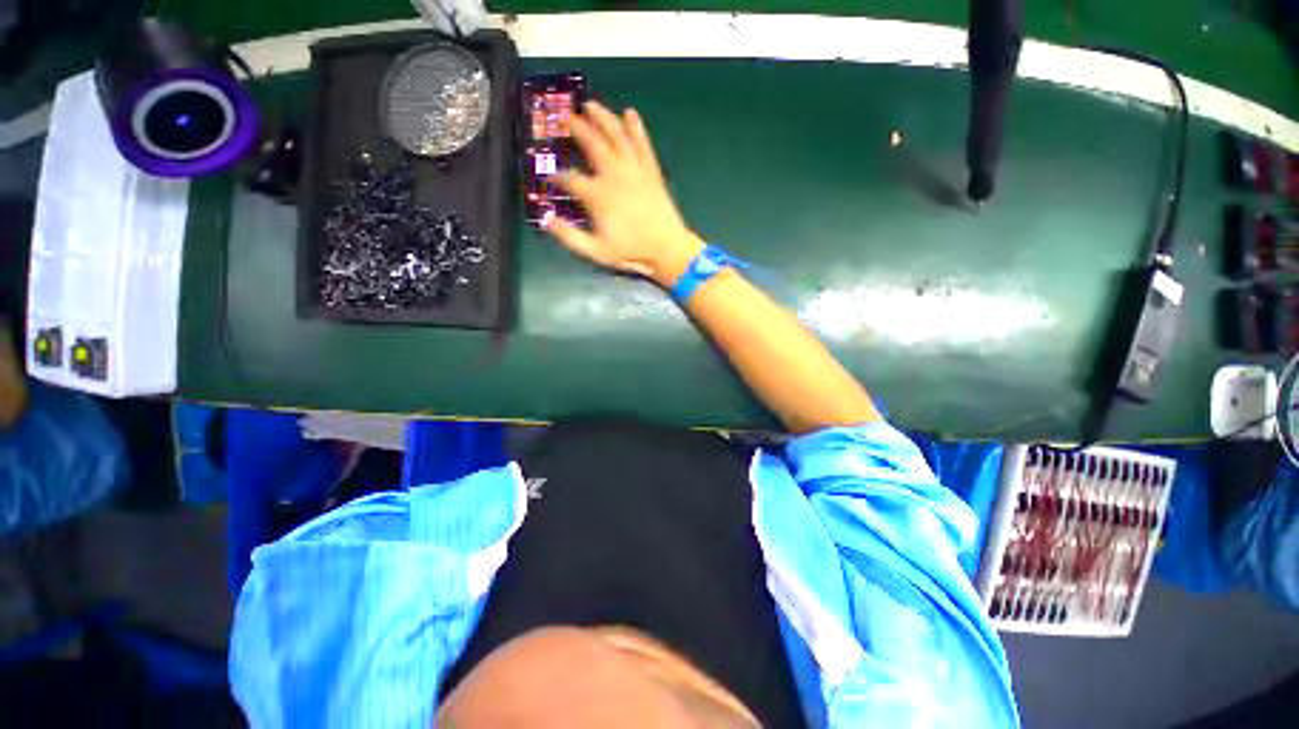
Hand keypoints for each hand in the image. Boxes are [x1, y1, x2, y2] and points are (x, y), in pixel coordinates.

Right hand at [545, 102, 703, 287]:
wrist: (667, 249)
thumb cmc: (632, 252)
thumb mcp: (596, 251)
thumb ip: (570, 237)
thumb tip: (546, 220)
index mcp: (598, 195)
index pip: (570, 179)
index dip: (558, 177)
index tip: (551, 178)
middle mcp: (614, 175)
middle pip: (592, 143)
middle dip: (576, 128)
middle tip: (565, 117)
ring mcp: (634, 170)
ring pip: (617, 135)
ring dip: (603, 117)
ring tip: (590, 104)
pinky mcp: (651, 171)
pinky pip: (643, 144)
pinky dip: (636, 127)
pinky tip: (630, 113)